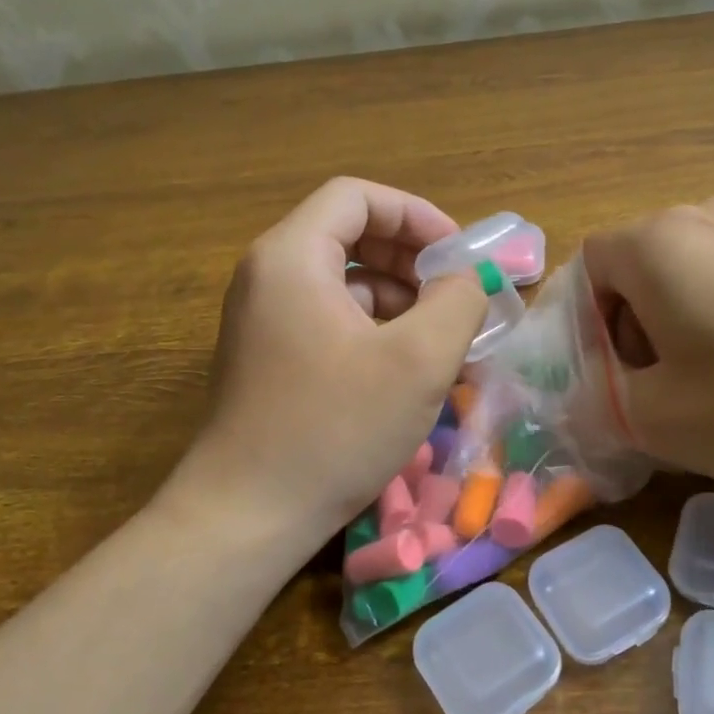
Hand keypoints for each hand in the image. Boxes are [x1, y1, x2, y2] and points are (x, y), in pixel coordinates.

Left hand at [179, 178, 487, 544]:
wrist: (247, 516)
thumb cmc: (335, 429)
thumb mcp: (418, 360)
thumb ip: (456, 301)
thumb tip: (466, 280)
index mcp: (292, 257)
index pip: (357, 198)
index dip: (415, 214)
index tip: (458, 256)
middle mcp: (268, 276)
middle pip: (348, 234)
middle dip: (410, 257)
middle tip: (454, 295)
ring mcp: (262, 319)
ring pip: (342, 281)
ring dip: (397, 297)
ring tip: (440, 339)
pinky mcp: (268, 357)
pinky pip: (329, 319)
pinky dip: (373, 328)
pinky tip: (404, 368)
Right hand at [582, 194, 713, 486]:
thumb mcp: (658, 419)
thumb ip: (600, 402)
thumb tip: (588, 395)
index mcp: (657, 241)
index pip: (587, 269)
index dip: (586, 327)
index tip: (614, 379)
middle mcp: (705, 213)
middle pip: (636, 268)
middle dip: (631, 328)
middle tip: (659, 388)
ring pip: (686, 272)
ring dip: (677, 324)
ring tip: (711, 382)